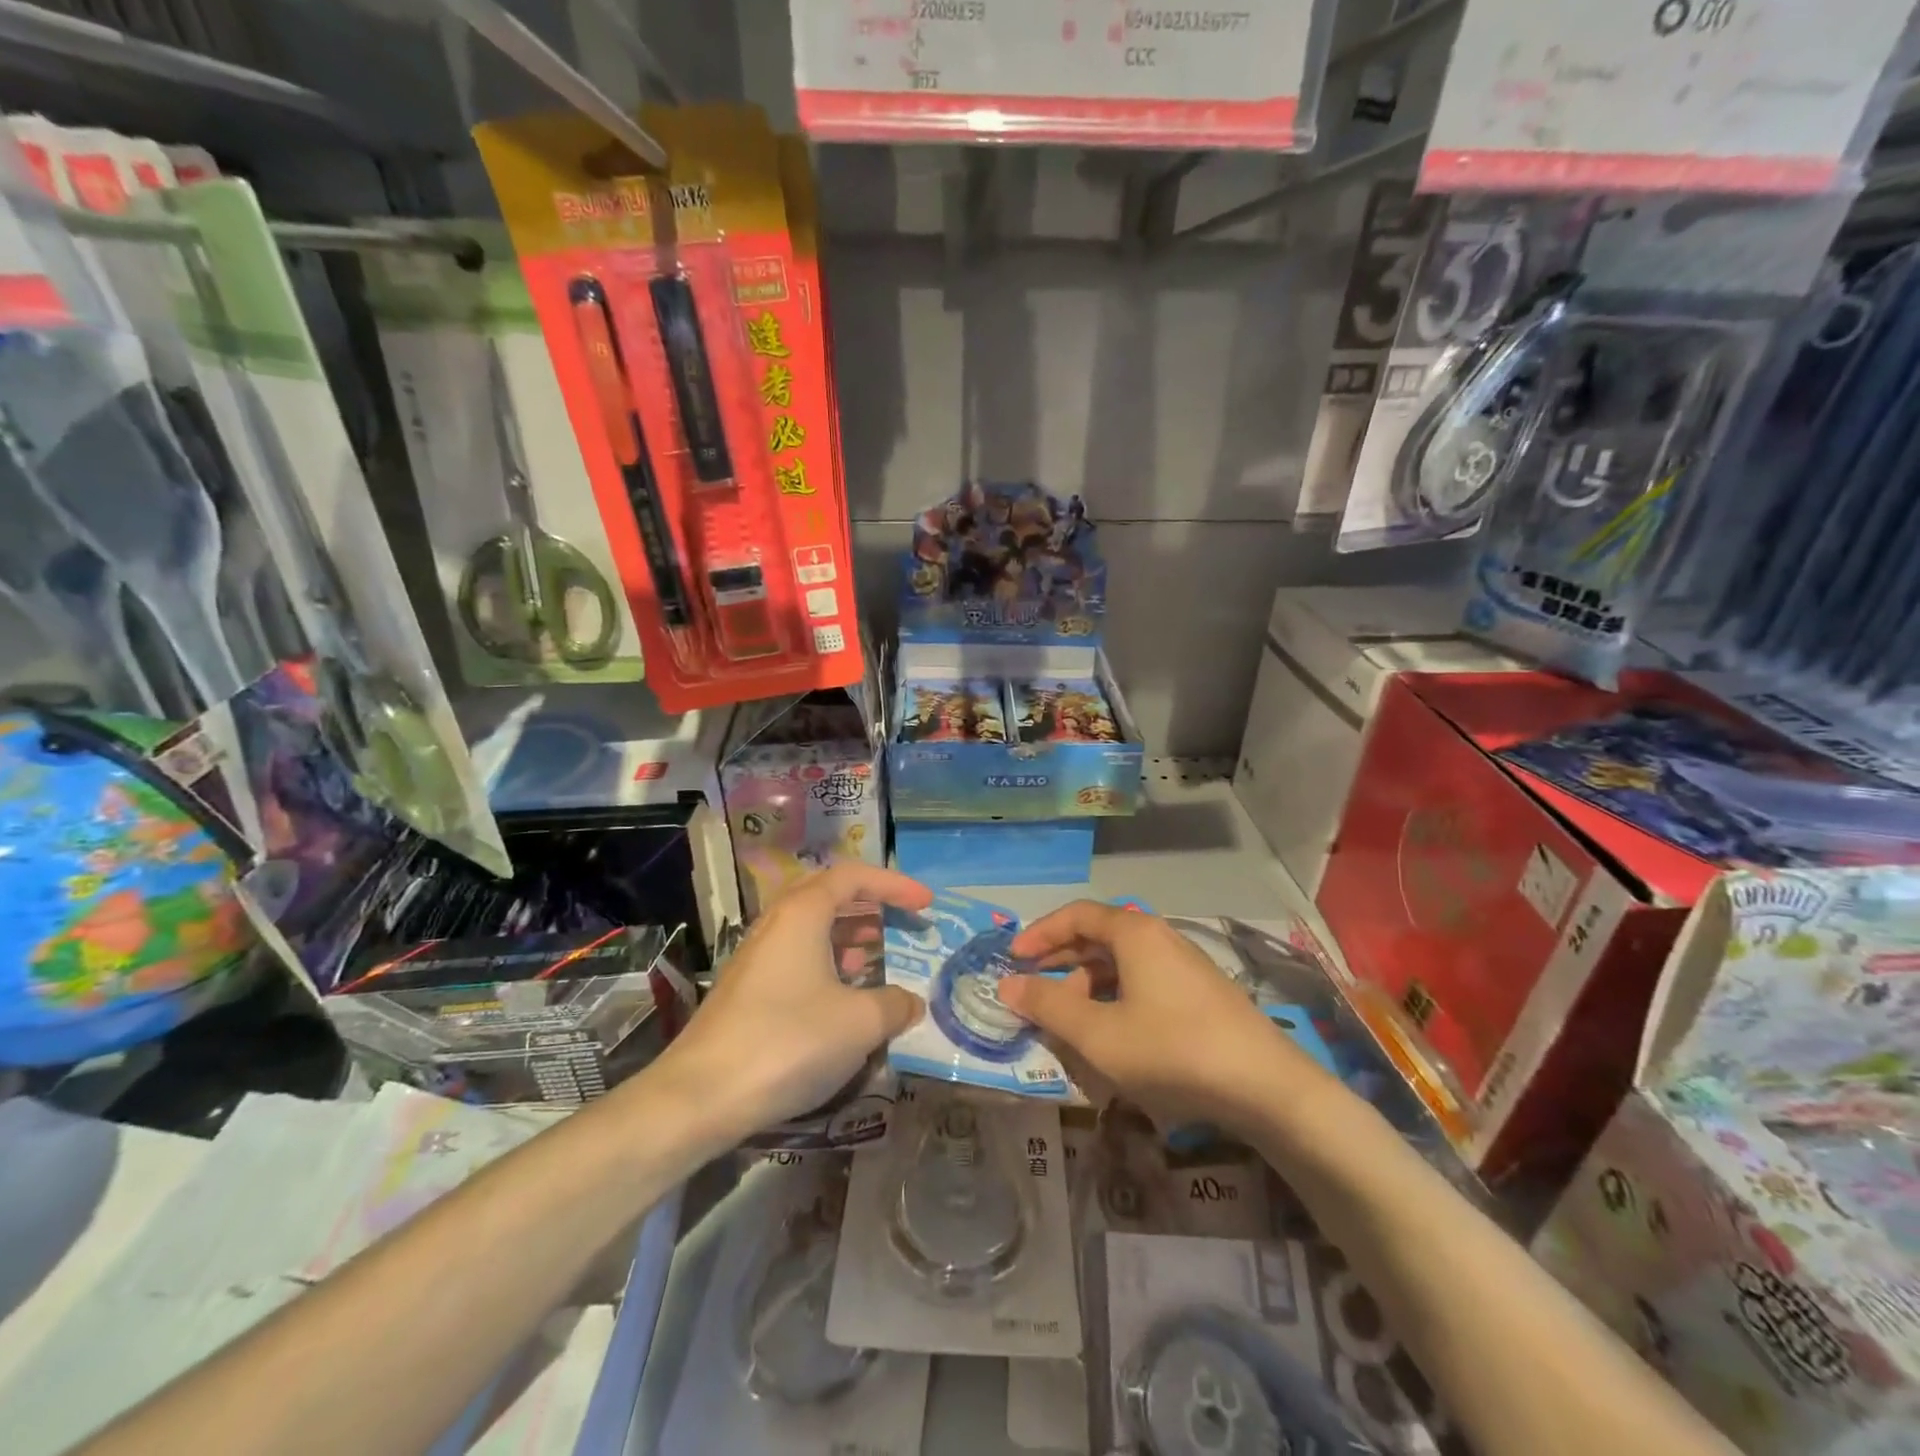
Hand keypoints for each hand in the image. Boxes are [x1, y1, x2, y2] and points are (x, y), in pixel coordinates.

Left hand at [659, 864, 931, 1139]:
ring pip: (810, 929)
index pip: (853, 876)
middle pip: (828, 895)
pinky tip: (841, 997)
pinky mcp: (745, 989)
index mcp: (802, 913)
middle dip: (869, 905)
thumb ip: (894, 1005)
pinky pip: (796, 957)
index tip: (927, 904)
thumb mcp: (859, 1023)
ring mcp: (755, 957)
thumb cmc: (788, 1042)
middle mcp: (775, 924)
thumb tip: (912, 1002)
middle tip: (901, 922)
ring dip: (847, 936)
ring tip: (876, 959)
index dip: (895, 885)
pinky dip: (826, 963)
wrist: (700, 1096)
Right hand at [997, 902, 1341, 1132]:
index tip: (1012, 960)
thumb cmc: (1172, 1051)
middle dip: (1061, 962)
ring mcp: (1185, 966)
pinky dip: (1116, 999)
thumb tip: (1007, 985)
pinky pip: (1144, 982)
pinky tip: (1113, 1035)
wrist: (1267, 1088)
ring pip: (1122, 963)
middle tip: (1033, 990)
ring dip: (1088, 985)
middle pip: (1099, 936)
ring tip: (1070, 1022)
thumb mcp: (1099, 1033)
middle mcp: (1160, 938)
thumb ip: (1049, 1006)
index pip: (1076, 915)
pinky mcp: (1200, 994)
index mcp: (1134, 933)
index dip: (1040, 934)